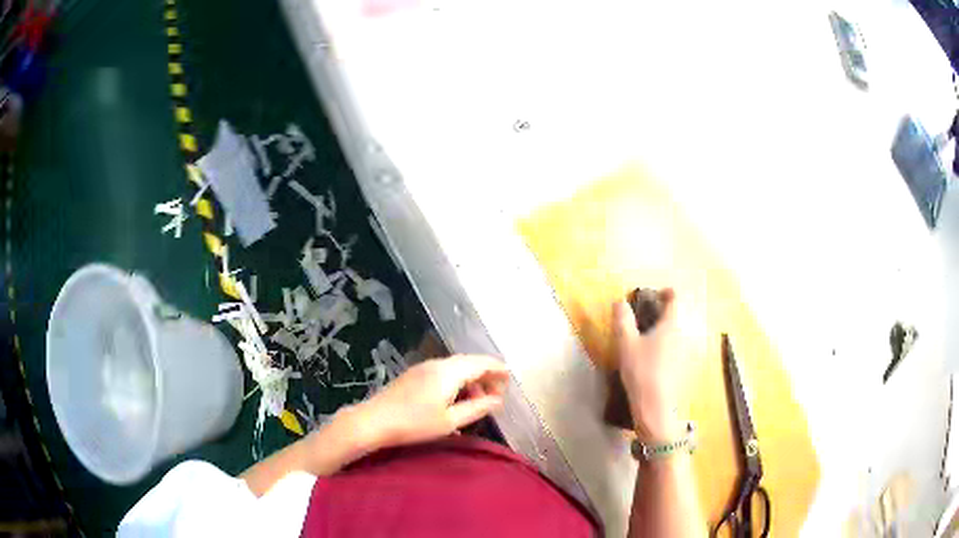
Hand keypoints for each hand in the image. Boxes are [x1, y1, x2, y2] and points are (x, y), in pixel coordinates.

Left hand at [354, 354, 508, 448]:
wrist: (374, 421)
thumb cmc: (414, 424)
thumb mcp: (450, 421)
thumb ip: (477, 408)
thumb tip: (497, 400)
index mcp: (449, 372)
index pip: (481, 363)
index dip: (498, 369)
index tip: (510, 379)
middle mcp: (437, 364)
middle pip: (469, 362)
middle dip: (485, 376)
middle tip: (496, 395)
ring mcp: (423, 368)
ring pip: (455, 367)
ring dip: (470, 380)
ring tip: (476, 401)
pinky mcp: (414, 375)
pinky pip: (443, 372)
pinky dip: (456, 382)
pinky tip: (455, 401)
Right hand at [613, 289, 684, 443]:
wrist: (656, 407)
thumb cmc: (641, 371)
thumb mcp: (626, 344)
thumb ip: (623, 320)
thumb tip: (620, 301)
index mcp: (670, 325)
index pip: (674, 300)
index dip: (667, 292)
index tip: (658, 292)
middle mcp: (682, 336)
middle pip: (674, 318)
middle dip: (661, 315)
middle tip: (644, 318)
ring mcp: (685, 354)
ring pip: (674, 336)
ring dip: (662, 333)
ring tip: (645, 340)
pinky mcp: (683, 370)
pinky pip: (674, 351)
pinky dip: (665, 349)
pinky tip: (652, 361)